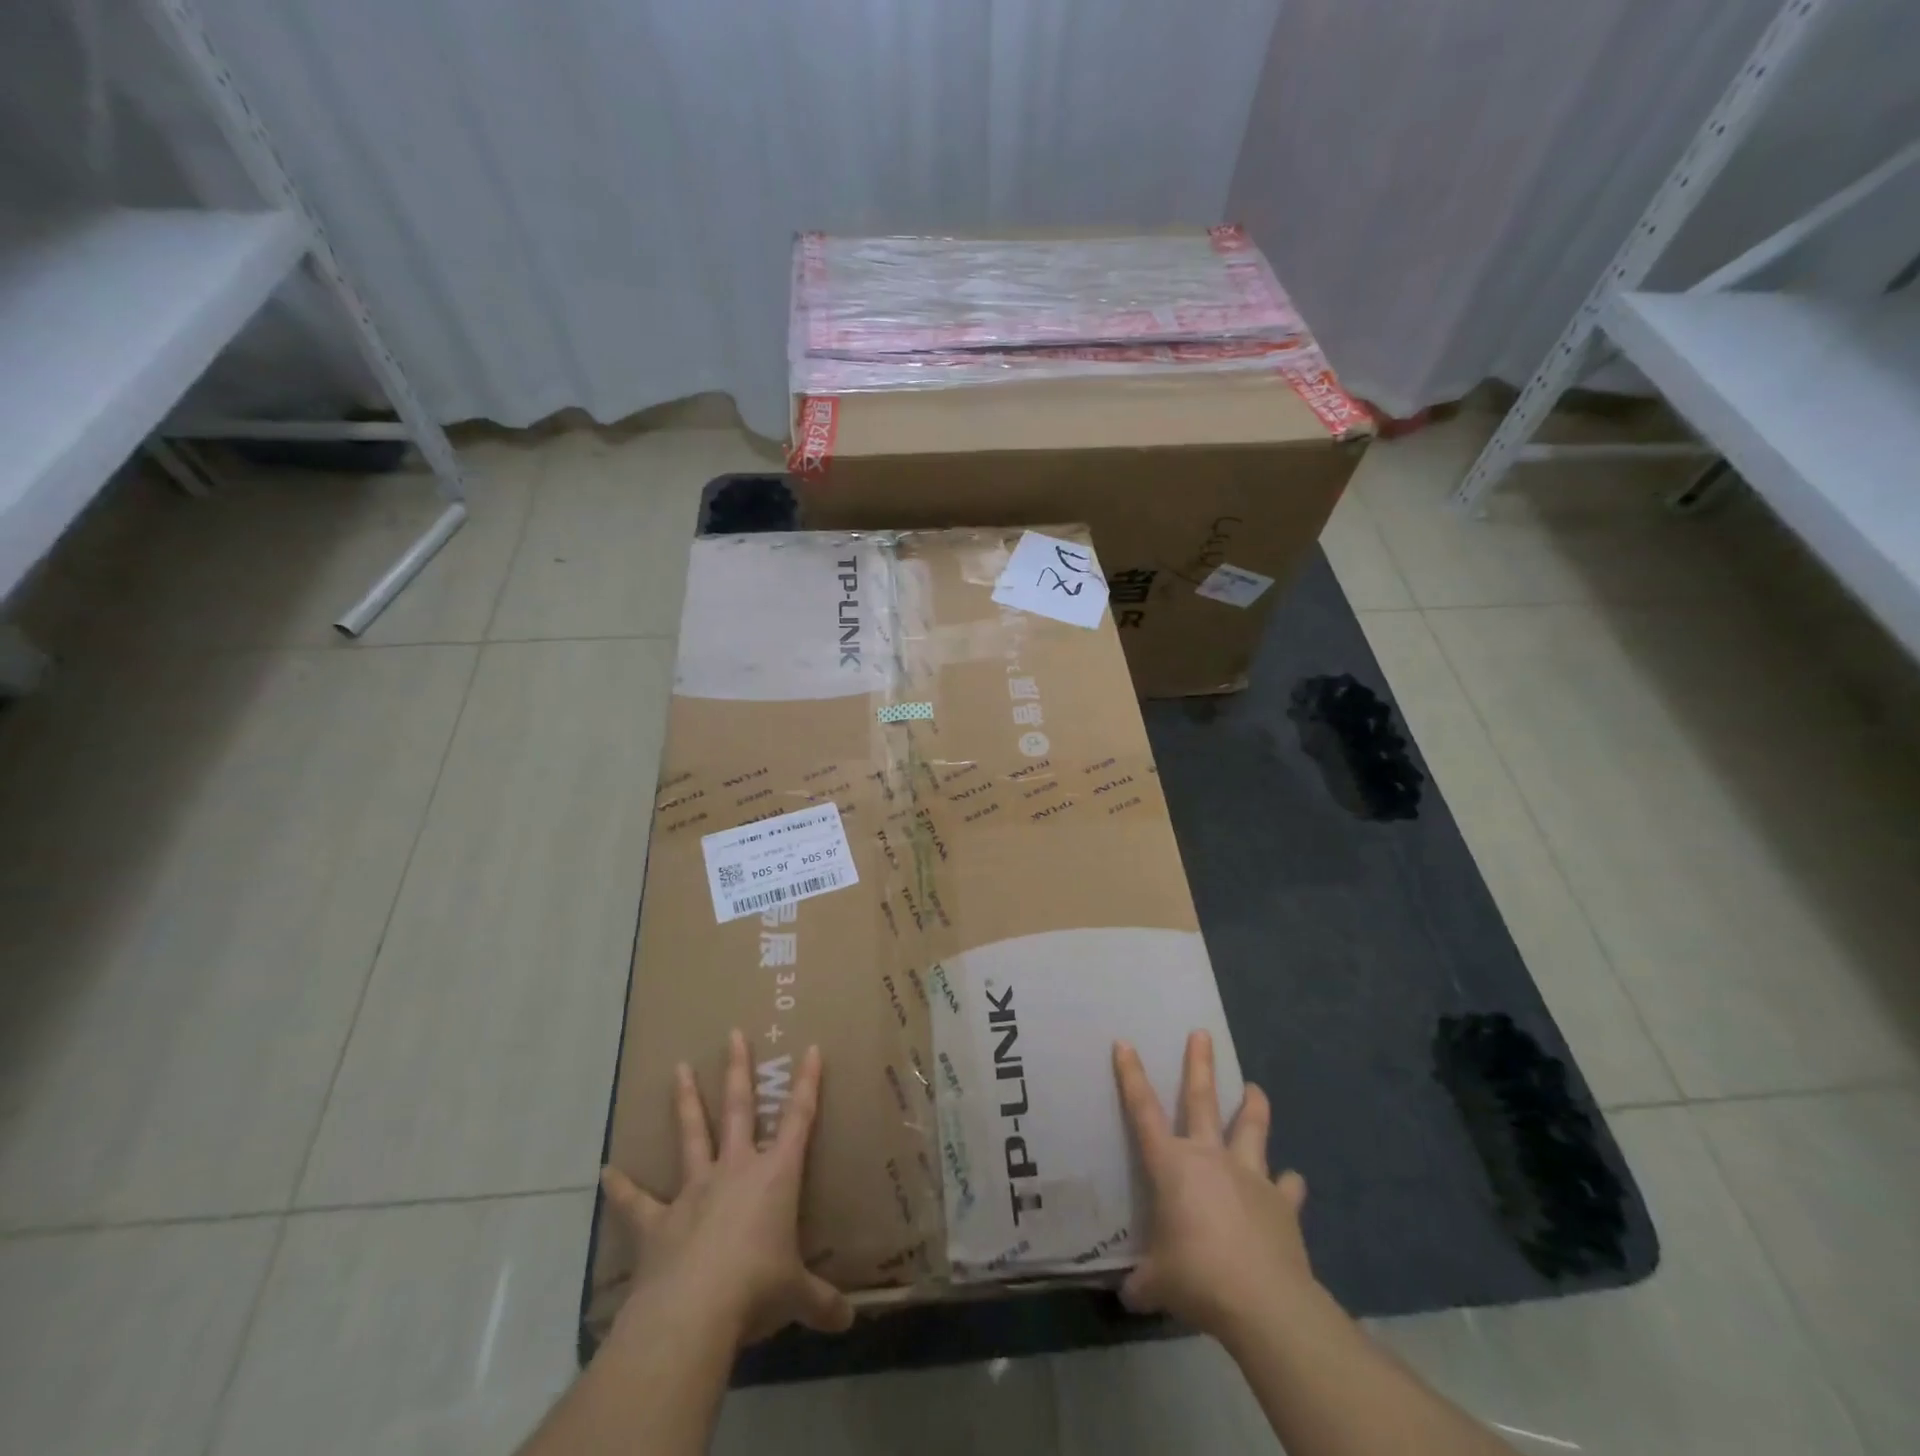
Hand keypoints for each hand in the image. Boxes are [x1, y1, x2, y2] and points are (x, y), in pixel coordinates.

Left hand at [599, 1030, 853, 1347]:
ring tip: (678, 1069)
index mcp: (775, 1176)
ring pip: (692, 1135)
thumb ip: (821, 1303)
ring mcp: (694, 1191)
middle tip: (733, 1033)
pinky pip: (637, 1202)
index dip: (807, 1083)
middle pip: (739, 1108)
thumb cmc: (757, 1288)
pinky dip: (623, 1188)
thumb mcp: (797, 1296)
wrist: (695, 1313)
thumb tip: (849, 1323)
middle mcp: (735, 1170)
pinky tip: (606, 1172)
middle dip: (738, 1070)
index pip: (798, 1119)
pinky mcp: (658, 1223)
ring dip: (686, 1102)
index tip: (810, 1048)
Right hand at [1114, 1030, 1315, 1340]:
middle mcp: (1210, 1158)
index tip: (1124, 1043)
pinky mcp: (1283, 1202)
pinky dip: (1289, 1184)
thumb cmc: (1197, 1277)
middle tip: (1202, 1033)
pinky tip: (1294, 1181)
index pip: (1143, 1111)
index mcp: (1172, 1166)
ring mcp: (1250, 1176)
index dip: (1131, 1076)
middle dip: (1199, 1064)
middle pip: (1201, 1100)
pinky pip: (1288, 1187)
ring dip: (1254, 1107)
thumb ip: (1143, 1282)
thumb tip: (1129, 1294)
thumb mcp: (1158, 1282)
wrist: (1263, 1301)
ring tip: (1256, 1088)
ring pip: (1252, 1129)